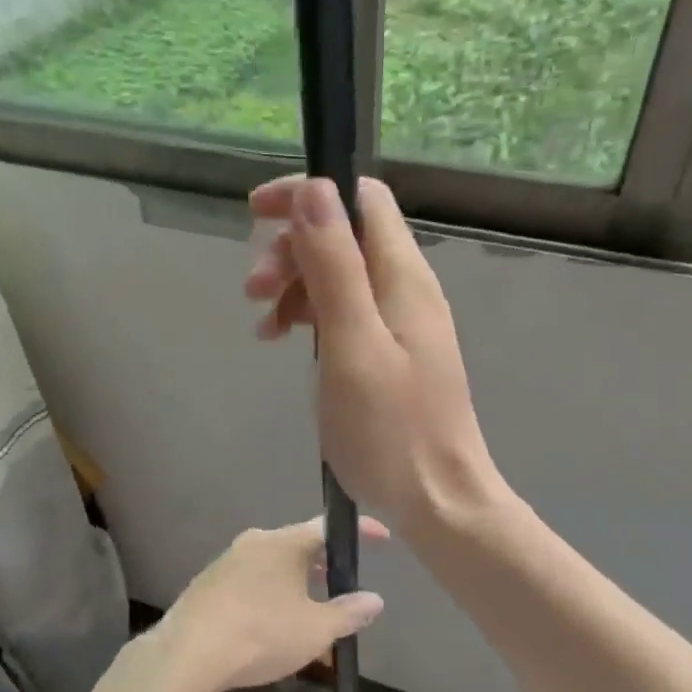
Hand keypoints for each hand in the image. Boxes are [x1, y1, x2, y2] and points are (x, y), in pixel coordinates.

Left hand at [154, 517, 387, 691]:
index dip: (360, 531)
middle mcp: (256, 541)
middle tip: (343, 580)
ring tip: (310, 606)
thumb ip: (348, 613)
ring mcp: (228, 560)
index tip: (382, 537)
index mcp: (284, 542)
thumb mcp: (315, 630)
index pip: (329, 526)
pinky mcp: (208, 582)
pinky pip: (250, 578)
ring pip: (273, 562)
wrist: (189, 653)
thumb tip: (375, 599)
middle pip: (299, 543)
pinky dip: (269, 591)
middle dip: (324, 561)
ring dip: (295, 578)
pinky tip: (271, 621)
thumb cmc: (261, 633)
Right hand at [244, 176, 499, 535]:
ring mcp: (398, 320)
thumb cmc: (391, 430)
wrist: (438, 502)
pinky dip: (308, 315)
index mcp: (402, 275)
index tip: (256, 213)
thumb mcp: (352, 345)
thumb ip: (334, 266)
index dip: (309, 193)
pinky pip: (343, 310)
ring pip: (338, 273)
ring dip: (294, 284)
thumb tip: (315, 189)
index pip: (359, 197)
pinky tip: (280, 340)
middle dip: (291, 248)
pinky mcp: (388, 349)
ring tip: (262, 324)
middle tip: (253, 290)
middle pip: (343, 234)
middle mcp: (405, 287)